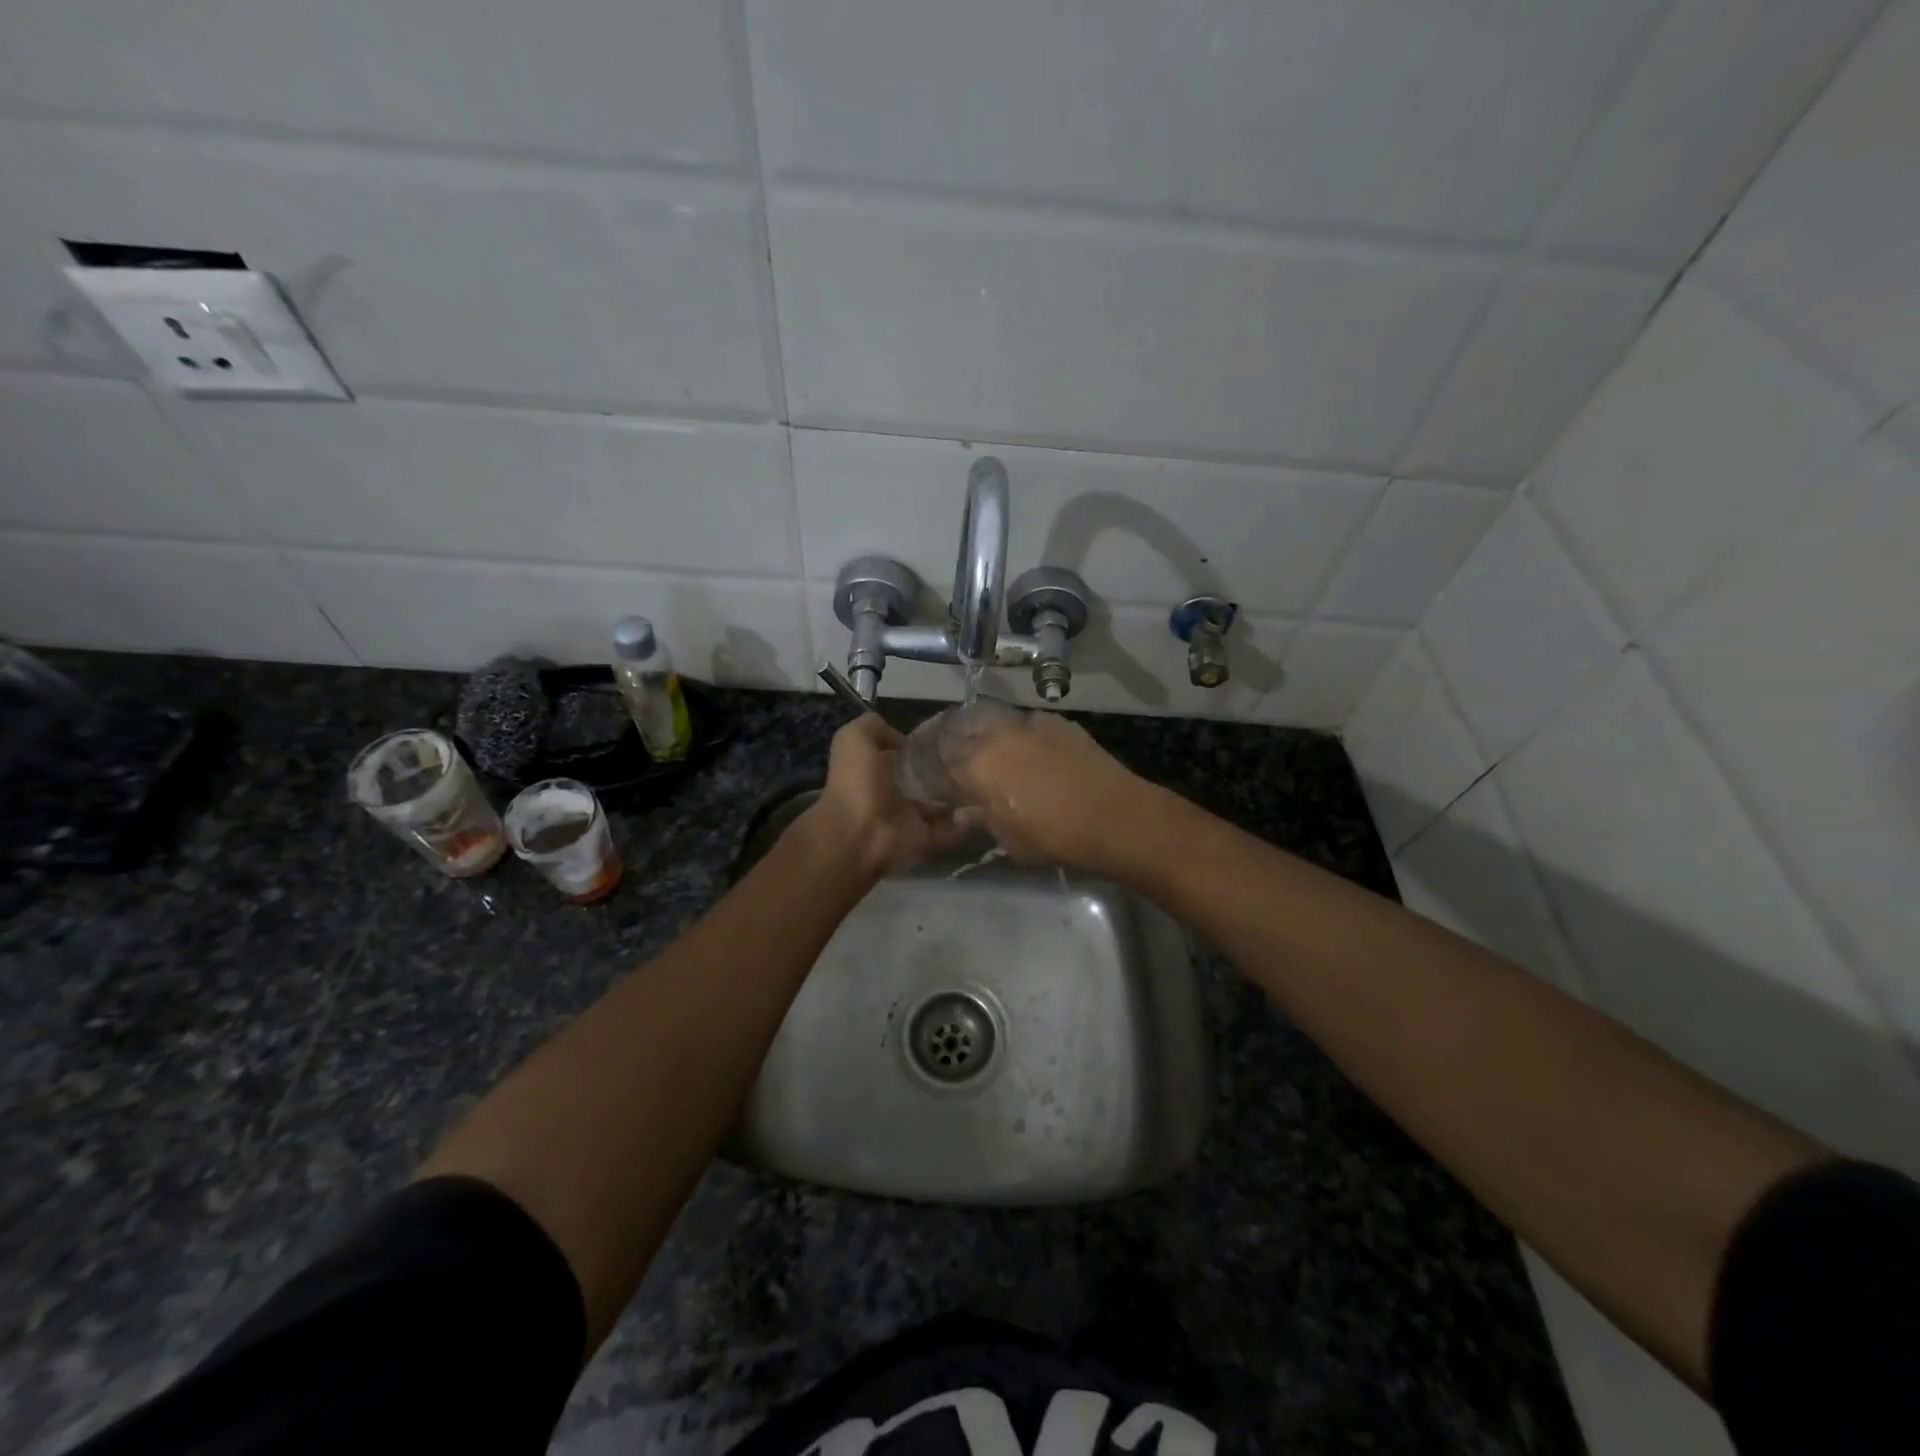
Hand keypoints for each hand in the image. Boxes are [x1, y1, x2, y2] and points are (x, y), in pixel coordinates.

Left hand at [802, 715, 966, 879]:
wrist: (858, 834)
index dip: (923, 746)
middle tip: (975, 759)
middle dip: (949, 771)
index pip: (904, 756)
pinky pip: (950, 830)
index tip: (950, 737)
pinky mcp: (924, 839)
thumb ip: (874, 727)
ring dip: (962, 796)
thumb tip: (903, 740)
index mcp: (876, 770)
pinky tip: (978, 806)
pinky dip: (964, 822)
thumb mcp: (854, 739)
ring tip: (984, 782)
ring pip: (942, 805)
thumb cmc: (856, 783)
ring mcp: (910, 818)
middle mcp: (893, 794)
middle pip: (926, 781)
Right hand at [945, 709, 1148, 869]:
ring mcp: (1028, 723)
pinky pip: (1027, 725)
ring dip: (987, 737)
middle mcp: (995, 735)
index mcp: (975, 765)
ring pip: (994, 722)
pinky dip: (1021, 737)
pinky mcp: (1057, 721)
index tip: (941, 789)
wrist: (1113, 815)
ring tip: (995, 757)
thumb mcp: (1009, 839)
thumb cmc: (1053, 835)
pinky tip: (1032, 754)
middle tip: (961, 766)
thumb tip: (967, 811)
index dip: (937, 778)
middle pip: (961, 731)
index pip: (941, 765)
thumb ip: (983, 819)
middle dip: (956, 747)